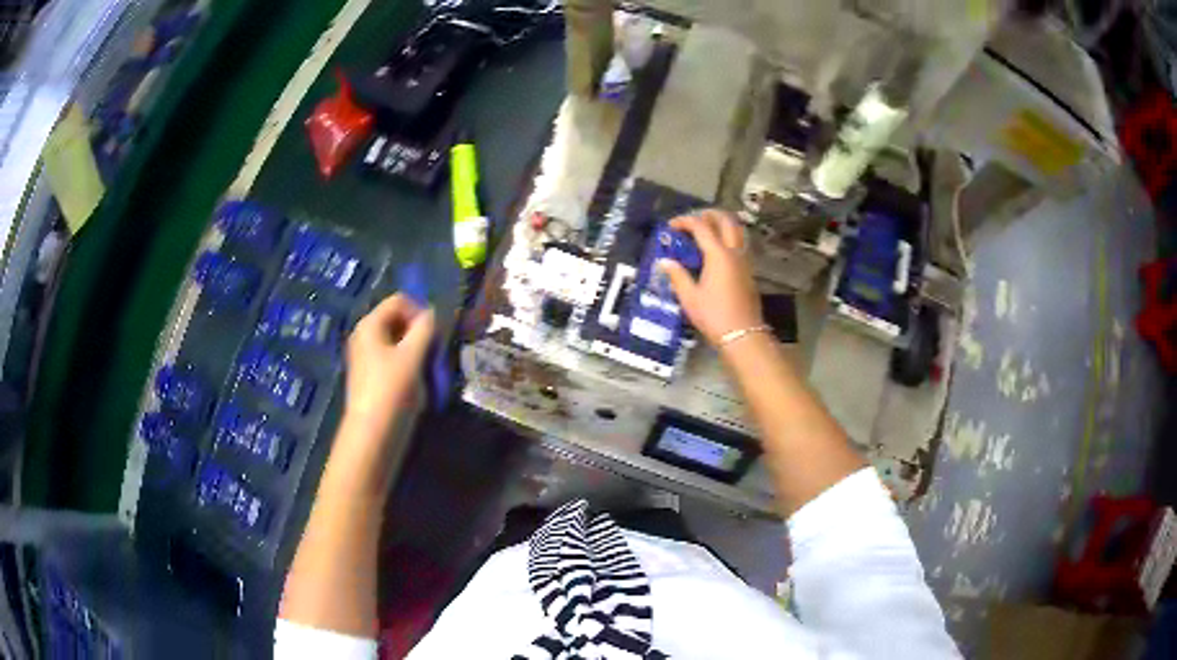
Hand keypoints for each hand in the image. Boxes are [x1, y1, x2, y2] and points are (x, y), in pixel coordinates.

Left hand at [343, 293, 434, 438]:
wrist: (373, 435)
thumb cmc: (392, 390)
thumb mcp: (413, 356)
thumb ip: (425, 329)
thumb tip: (433, 313)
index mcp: (370, 325)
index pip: (399, 301)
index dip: (420, 311)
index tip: (435, 334)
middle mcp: (365, 336)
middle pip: (398, 320)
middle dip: (419, 332)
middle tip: (433, 352)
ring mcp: (367, 358)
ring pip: (399, 342)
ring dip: (417, 350)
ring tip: (428, 369)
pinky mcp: (373, 377)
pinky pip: (395, 360)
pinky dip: (409, 365)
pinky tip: (417, 383)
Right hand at [659, 210, 763, 346]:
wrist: (743, 335)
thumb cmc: (714, 316)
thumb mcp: (690, 298)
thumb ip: (677, 276)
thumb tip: (664, 262)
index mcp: (718, 255)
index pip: (701, 226)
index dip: (684, 221)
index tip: (671, 226)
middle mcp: (734, 252)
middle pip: (726, 220)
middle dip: (709, 214)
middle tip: (693, 219)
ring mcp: (745, 261)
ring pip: (738, 230)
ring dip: (722, 224)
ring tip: (706, 230)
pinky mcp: (749, 271)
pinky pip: (740, 244)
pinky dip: (728, 237)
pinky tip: (717, 250)